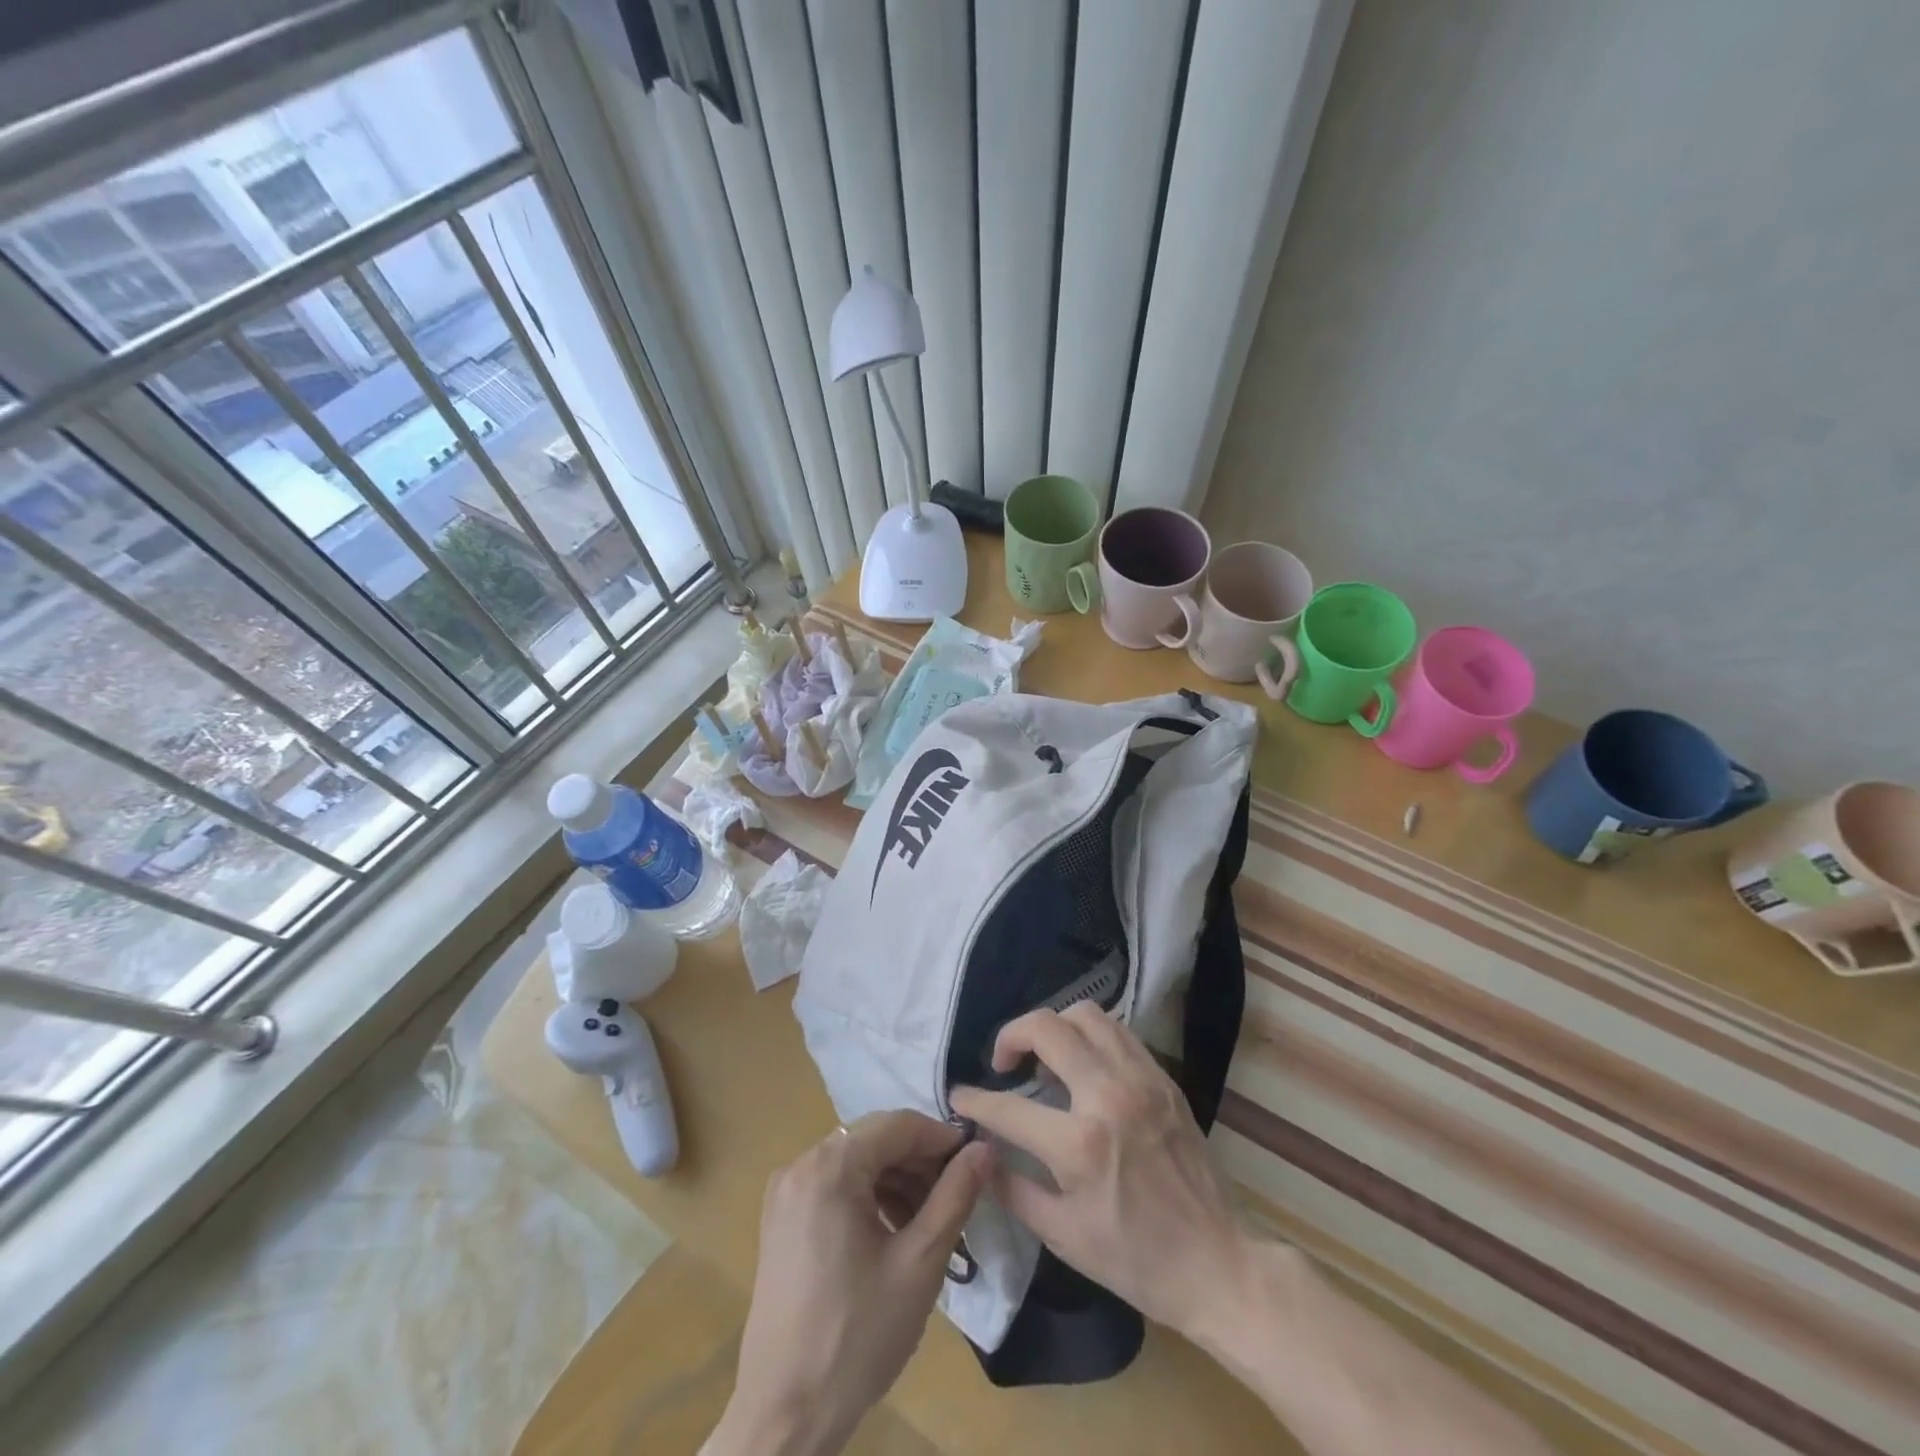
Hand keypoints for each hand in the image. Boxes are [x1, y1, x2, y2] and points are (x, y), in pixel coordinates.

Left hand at [709, 1112, 991, 1455]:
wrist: (783, 1417)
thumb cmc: (856, 1336)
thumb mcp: (919, 1264)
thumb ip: (955, 1196)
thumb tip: (985, 1148)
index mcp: (829, 1167)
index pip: (898, 1125)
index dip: (942, 1138)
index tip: (976, 1163)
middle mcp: (801, 1164)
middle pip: (875, 1141)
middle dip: (920, 1162)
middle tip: (957, 1198)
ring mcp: (786, 1192)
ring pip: (857, 1163)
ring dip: (898, 1181)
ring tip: (931, 1221)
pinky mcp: (781, 1220)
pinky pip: (835, 1186)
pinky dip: (870, 1197)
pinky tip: (894, 1233)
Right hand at [948, 1004, 1249, 1340]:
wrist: (1217, 1263)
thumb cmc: (1135, 1259)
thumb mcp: (1063, 1236)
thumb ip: (1012, 1188)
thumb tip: (979, 1152)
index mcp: (1080, 1145)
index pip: (1009, 1107)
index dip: (975, 1100)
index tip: (959, 1096)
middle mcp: (1109, 1096)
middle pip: (1047, 1028)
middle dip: (1012, 1035)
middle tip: (1004, 1062)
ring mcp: (1141, 1079)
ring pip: (1086, 1015)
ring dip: (1054, 1026)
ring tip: (1044, 1056)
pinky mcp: (1163, 1078)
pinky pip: (1118, 1031)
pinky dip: (1090, 1034)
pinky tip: (1083, 1062)